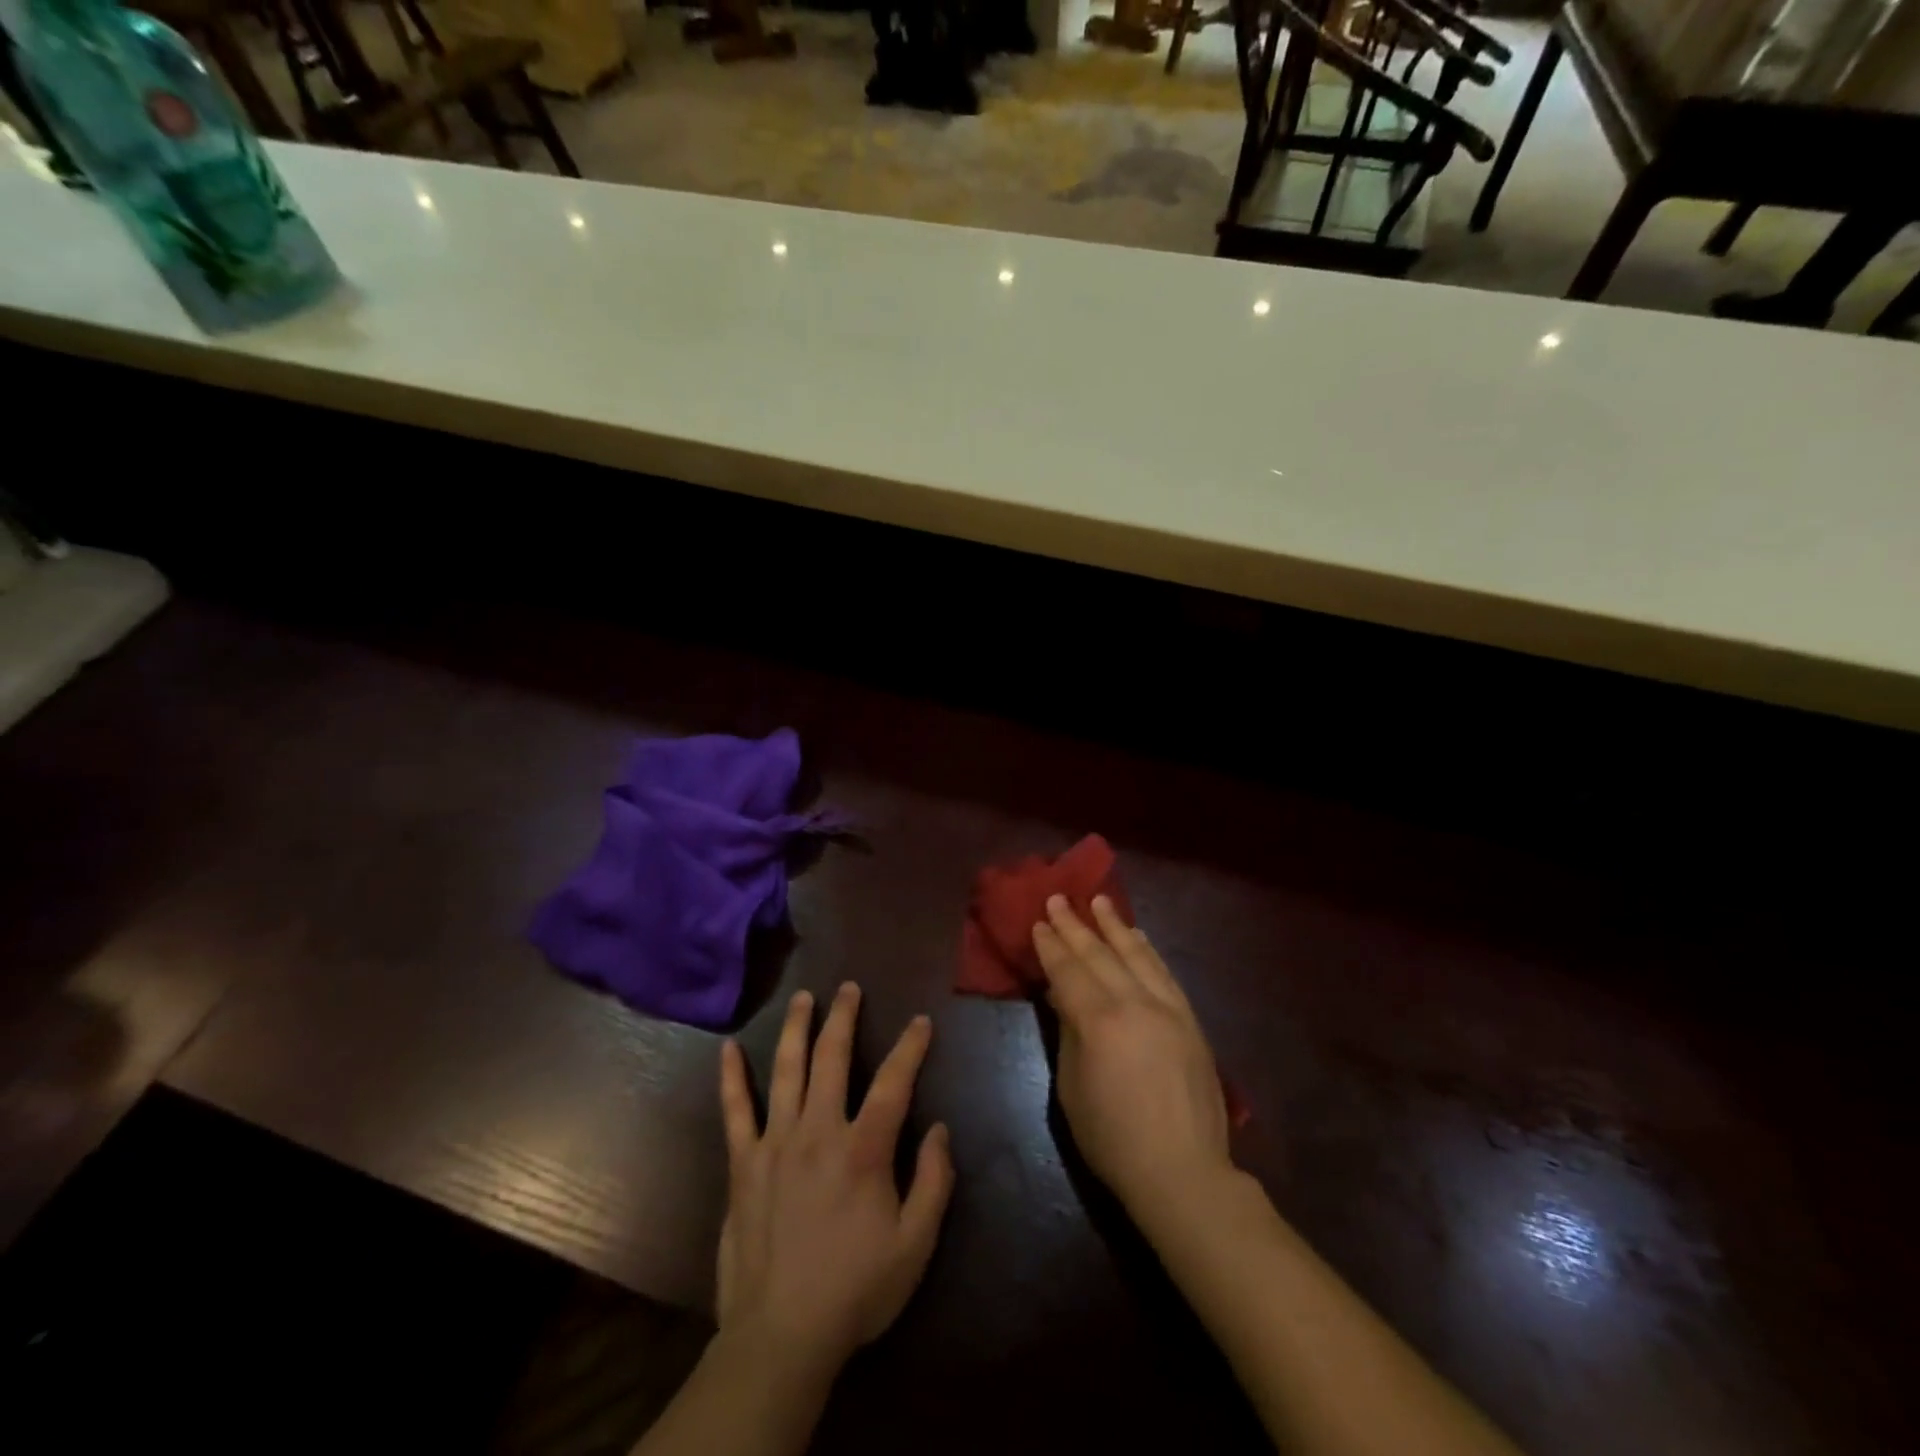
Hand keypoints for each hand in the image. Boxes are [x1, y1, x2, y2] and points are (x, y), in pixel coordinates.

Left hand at [716, 983, 954, 1378]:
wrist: (781, 1337)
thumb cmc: (855, 1289)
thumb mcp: (915, 1245)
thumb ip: (934, 1181)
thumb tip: (938, 1128)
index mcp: (864, 1148)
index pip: (893, 1082)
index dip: (910, 1047)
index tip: (921, 1022)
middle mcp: (819, 1131)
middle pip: (832, 1058)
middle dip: (844, 1017)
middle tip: (849, 988)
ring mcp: (775, 1143)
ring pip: (787, 1070)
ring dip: (796, 1028)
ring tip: (803, 998)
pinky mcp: (743, 1164)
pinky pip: (735, 1111)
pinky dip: (732, 1078)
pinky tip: (729, 1049)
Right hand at [1033, 895, 1231, 1221]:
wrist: (1182, 1172)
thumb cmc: (1113, 1139)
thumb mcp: (1072, 1089)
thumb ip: (1068, 1034)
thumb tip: (1063, 997)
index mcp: (1099, 1022)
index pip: (1069, 971)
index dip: (1051, 946)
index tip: (1039, 922)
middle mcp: (1135, 1003)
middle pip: (1099, 955)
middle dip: (1075, 926)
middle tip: (1058, 899)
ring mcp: (1168, 1008)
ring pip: (1136, 954)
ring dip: (1114, 925)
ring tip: (1099, 900)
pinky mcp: (1190, 1020)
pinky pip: (1164, 972)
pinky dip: (1147, 950)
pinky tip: (1137, 936)